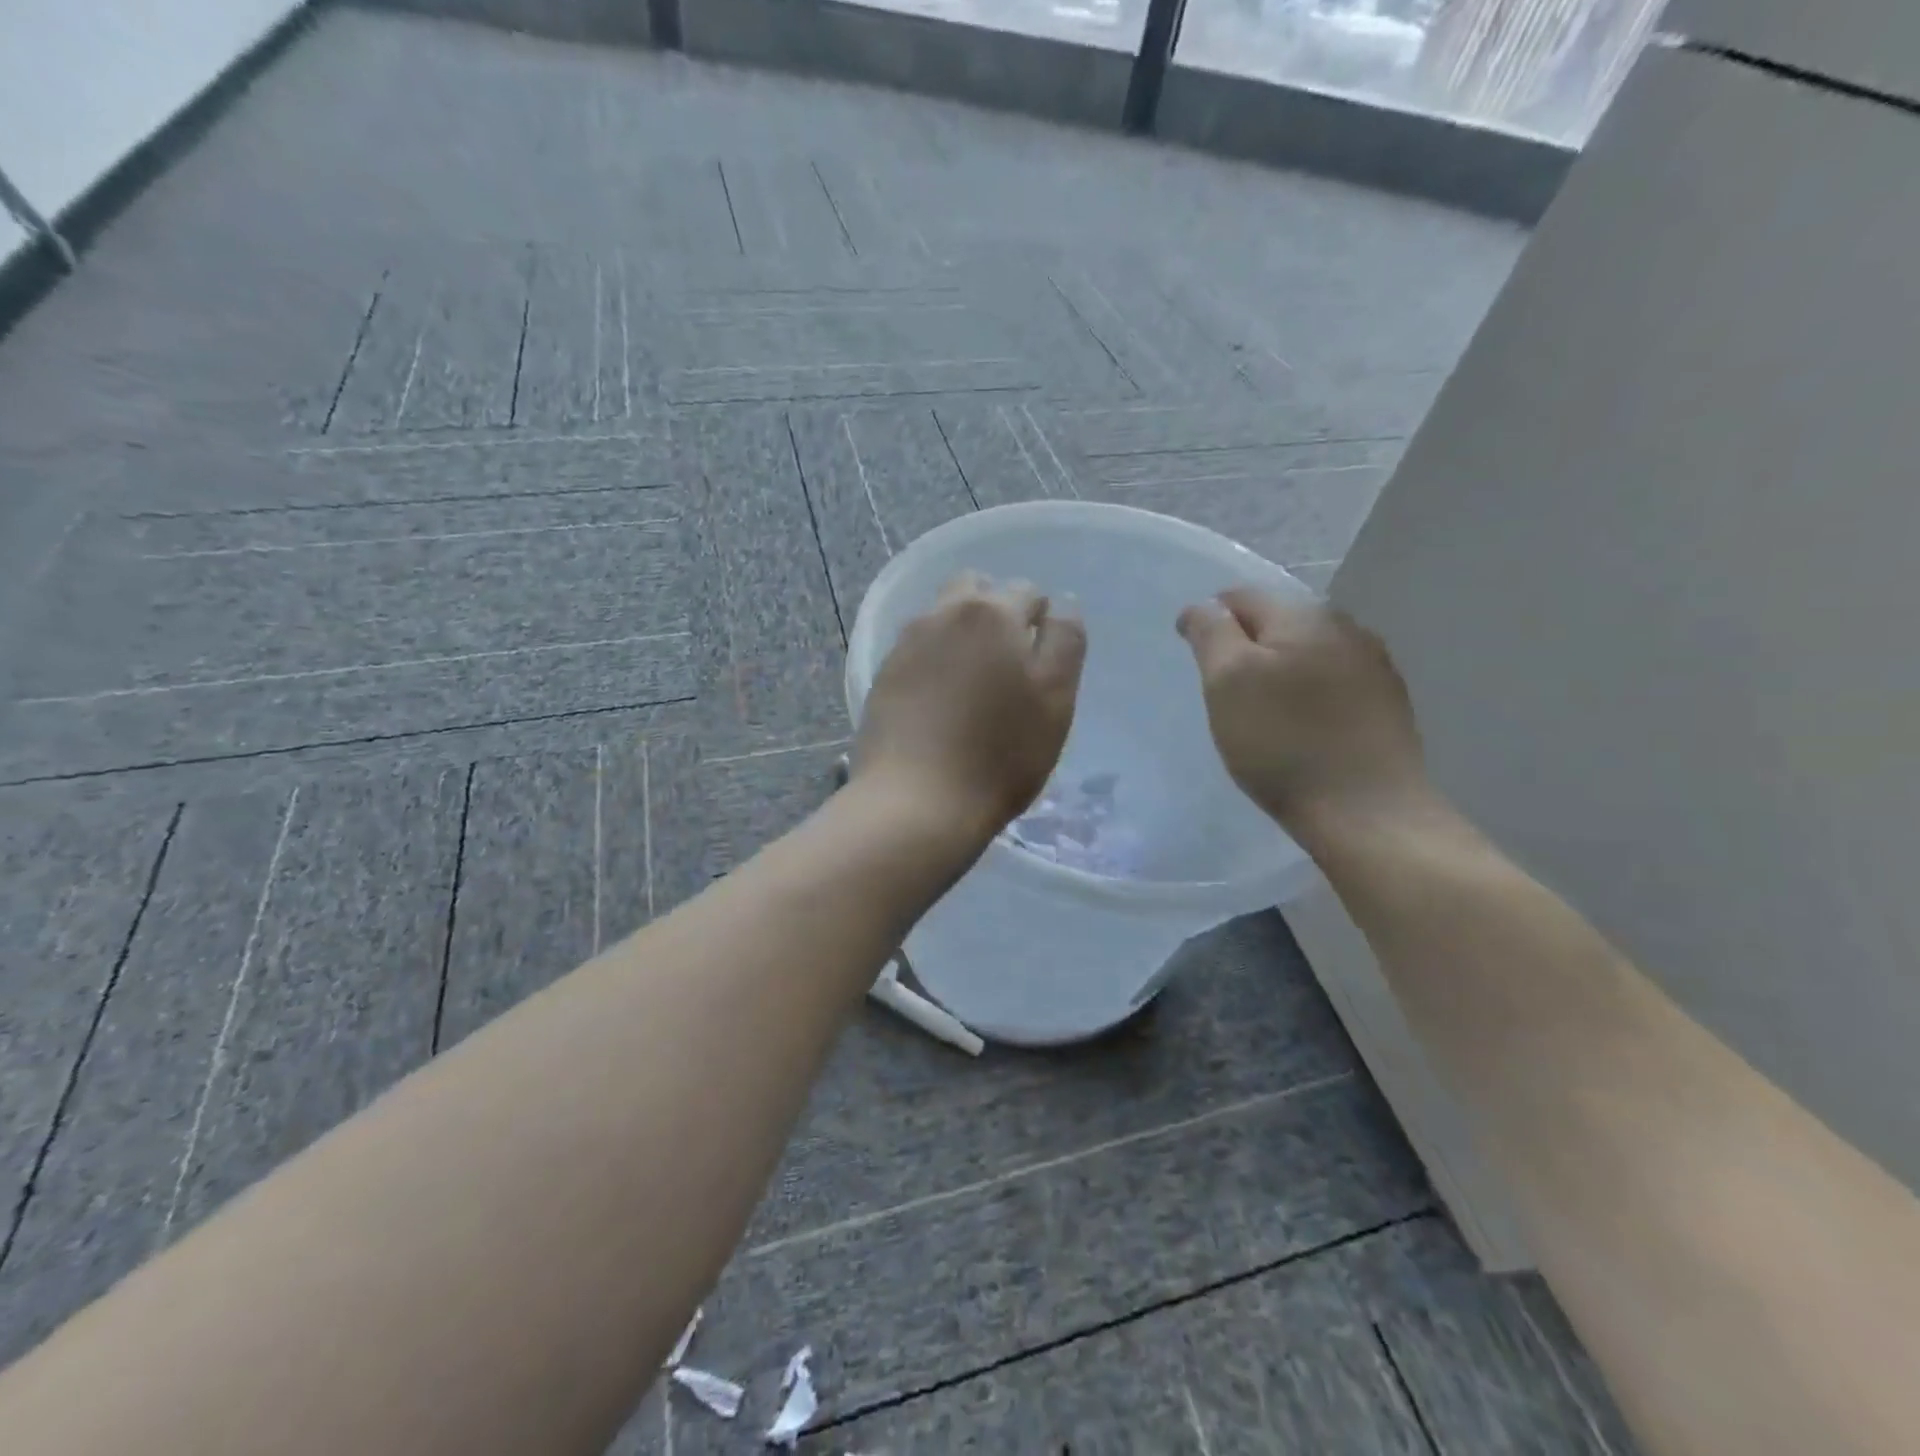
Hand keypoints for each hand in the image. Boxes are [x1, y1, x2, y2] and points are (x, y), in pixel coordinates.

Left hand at [855, 573, 1085, 848]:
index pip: (1027, 592)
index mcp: (992, 613)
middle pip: (976, 590)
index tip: (1041, 662)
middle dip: (996, 611)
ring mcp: (906, 644)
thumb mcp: (1055, 700)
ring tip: (972, 682)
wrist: (915, 802)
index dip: (1041, 620)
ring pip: (941, 616)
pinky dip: (933, 659)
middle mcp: (942, 614)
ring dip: (961, 632)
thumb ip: (1065, 642)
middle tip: (1007, 663)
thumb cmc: (999, 755)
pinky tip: (939, 700)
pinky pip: (916, 648)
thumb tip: (1062, 604)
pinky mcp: (883, 675)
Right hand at [1177, 589, 1427, 834]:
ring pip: (1308, 652)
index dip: (1210, 622)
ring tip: (1262, 712)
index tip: (1196, 664)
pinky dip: (1308, 694)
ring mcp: (1374, 665)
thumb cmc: (1282, 743)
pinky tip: (1301, 727)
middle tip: (1225, 692)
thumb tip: (1203, 606)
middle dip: (1247, 646)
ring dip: (1280, 669)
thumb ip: (1212, 633)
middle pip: (1278, 622)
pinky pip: (1333, 682)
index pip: (1242, 596)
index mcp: (1304, 615)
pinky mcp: (1388, 703)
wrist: (1366, 811)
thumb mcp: (1227, 681)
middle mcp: (1346, 627)